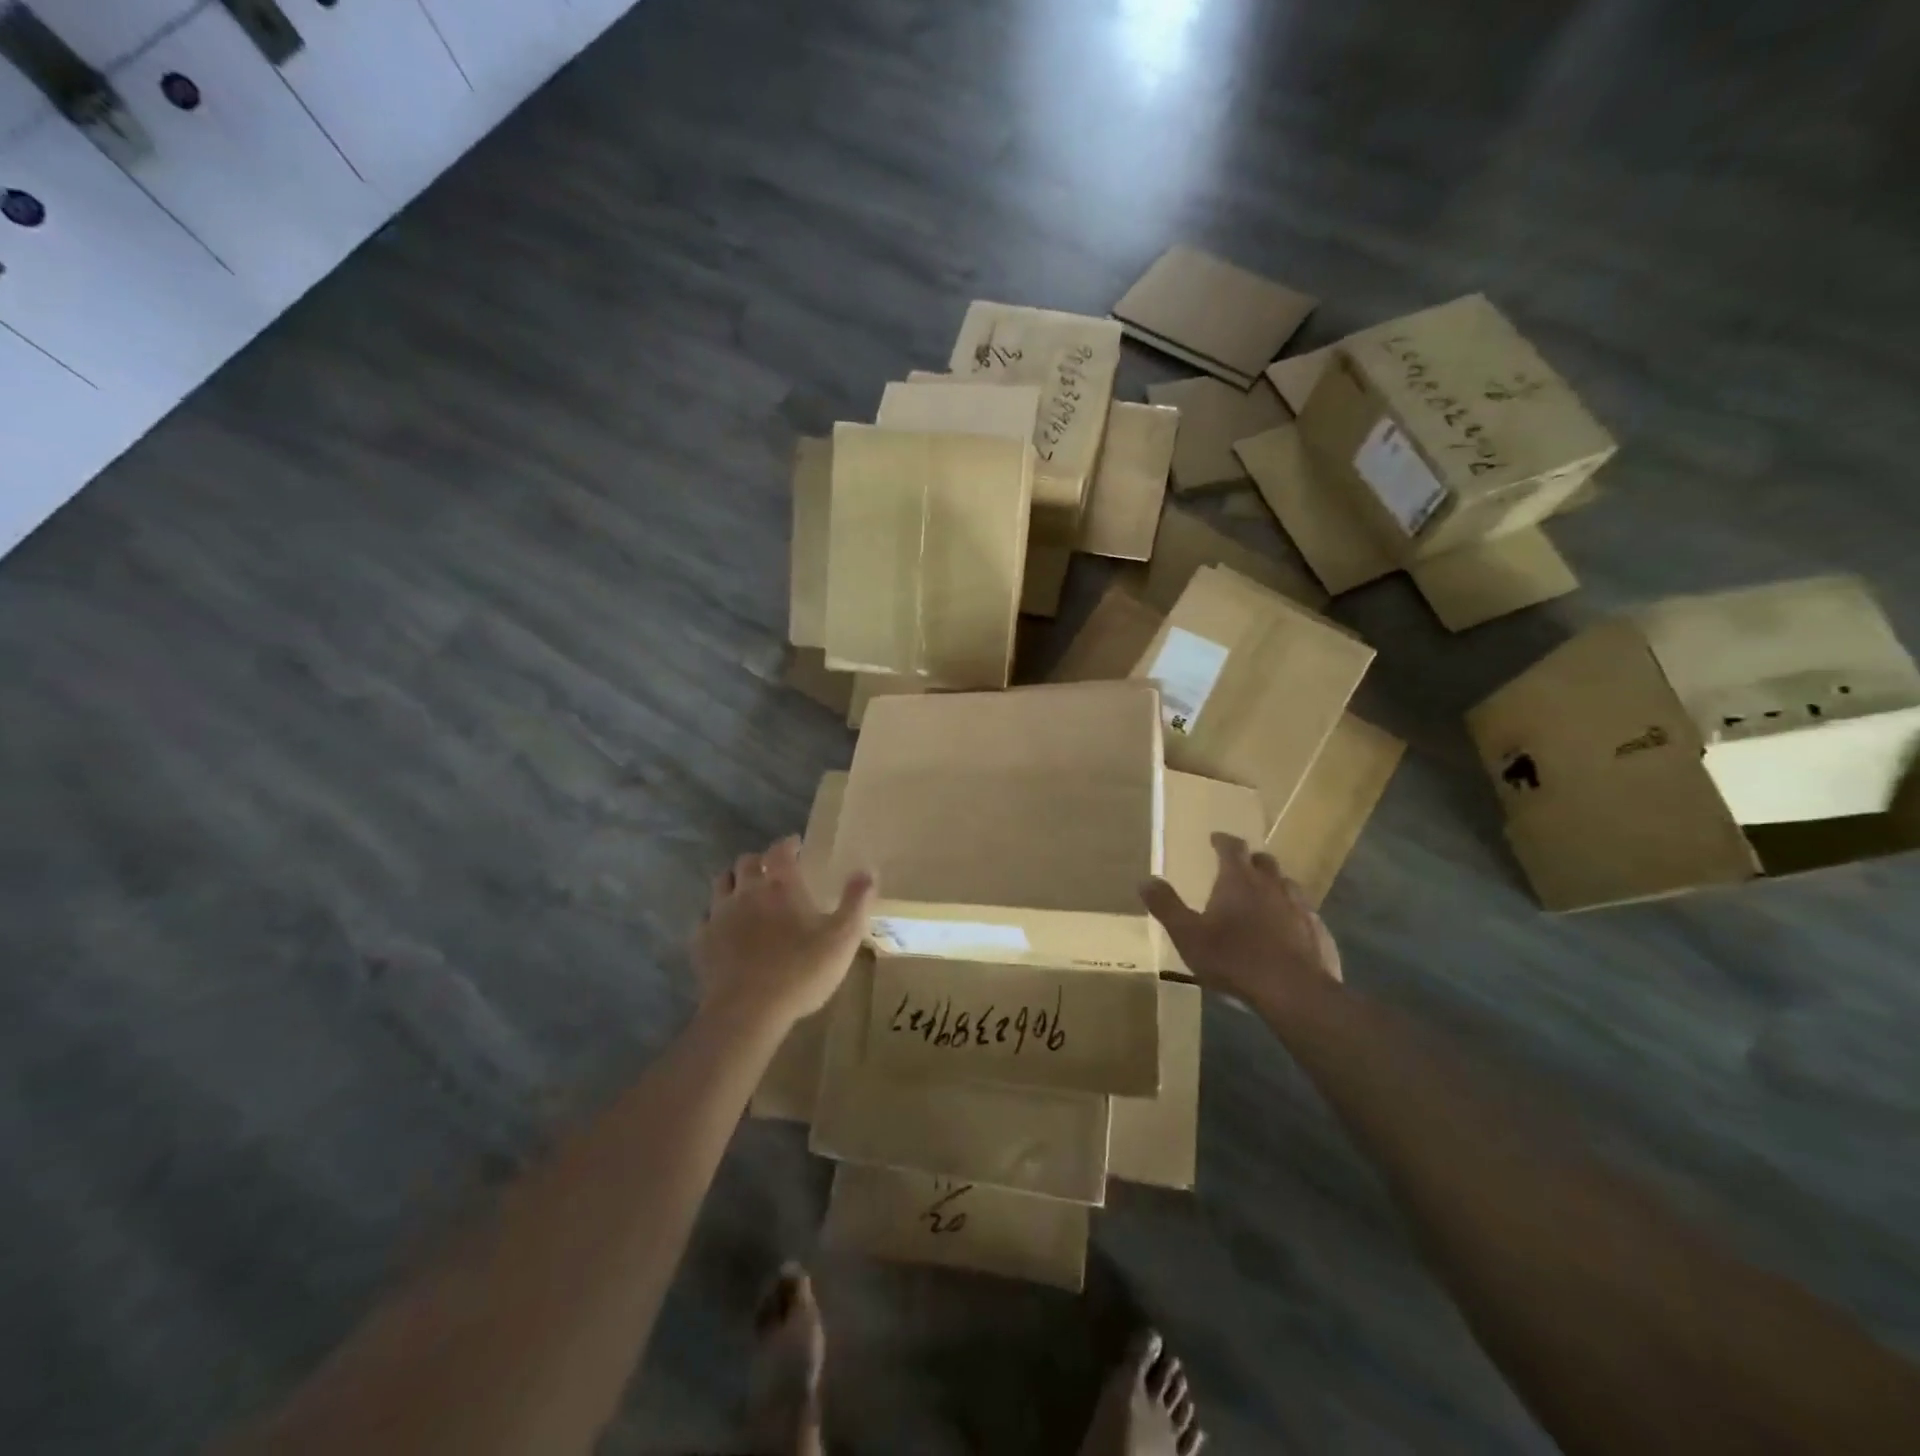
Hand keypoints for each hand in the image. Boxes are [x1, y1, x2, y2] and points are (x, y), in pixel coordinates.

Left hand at [693, 837, 875, 1026]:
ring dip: (735, 881)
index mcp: (781, 886)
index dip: (788, 844)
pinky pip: (705, 917)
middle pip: (746, 862)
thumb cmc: (800, 971)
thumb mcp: (843, 938)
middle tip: (772, 869)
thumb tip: (867, 870)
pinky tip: (725, 927)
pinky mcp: (701, 942)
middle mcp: (746, 891)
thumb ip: (856, 902)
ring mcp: (719, 915)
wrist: (747, 1012)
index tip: (796, 845)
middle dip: (760, 860)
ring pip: (721, 883)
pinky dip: (716, 915)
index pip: (780, 851)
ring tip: (746, 891)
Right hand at [1141, 834, 1341, 1015]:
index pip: (1232, 848)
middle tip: (1239, 868)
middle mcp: (1272, 885)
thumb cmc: (1234, 959)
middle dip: (1251, 861)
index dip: (1222, 841)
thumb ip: (1166, 906)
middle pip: (1264, 861)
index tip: (1215, 839)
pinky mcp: (1318, 932)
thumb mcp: (1188, 934)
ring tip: (1263, 898)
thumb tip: (1145, 880)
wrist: (1294, 992)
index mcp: (1239, 880)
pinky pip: (1305, 915)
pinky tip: (1287, 932)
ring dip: (1274, 886)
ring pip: (1288, 885)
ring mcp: (1300, 908)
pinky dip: (1293, 915)